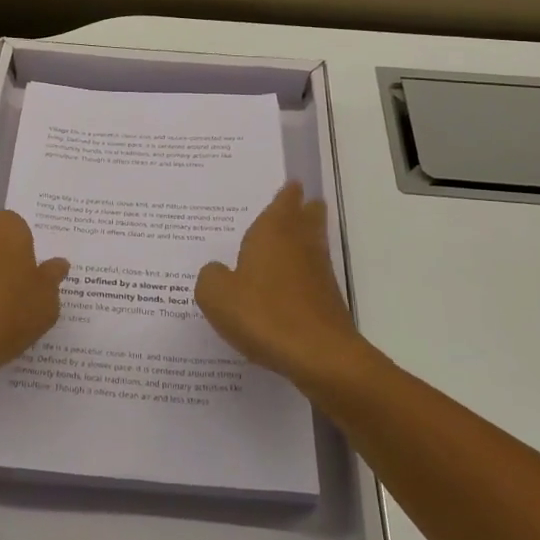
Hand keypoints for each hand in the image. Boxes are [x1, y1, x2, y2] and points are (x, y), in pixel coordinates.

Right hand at [195, 182, 366, 389]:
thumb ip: (210, 277)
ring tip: (295, 239)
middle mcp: (299, 245)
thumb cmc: (264, 314)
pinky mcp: (328, 302)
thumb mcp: (216, 295)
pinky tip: (290, 287)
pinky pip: (313, 276)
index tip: (292, 184)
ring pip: (314, 245)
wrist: (320, 355)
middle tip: (302, 202)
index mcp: (272, 233)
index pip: (283, 202)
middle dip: (304, 210)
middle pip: (307, 218)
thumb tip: (217, 271)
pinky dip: (304, 274)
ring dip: (308, 239)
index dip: (286, 194)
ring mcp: (318, 273)